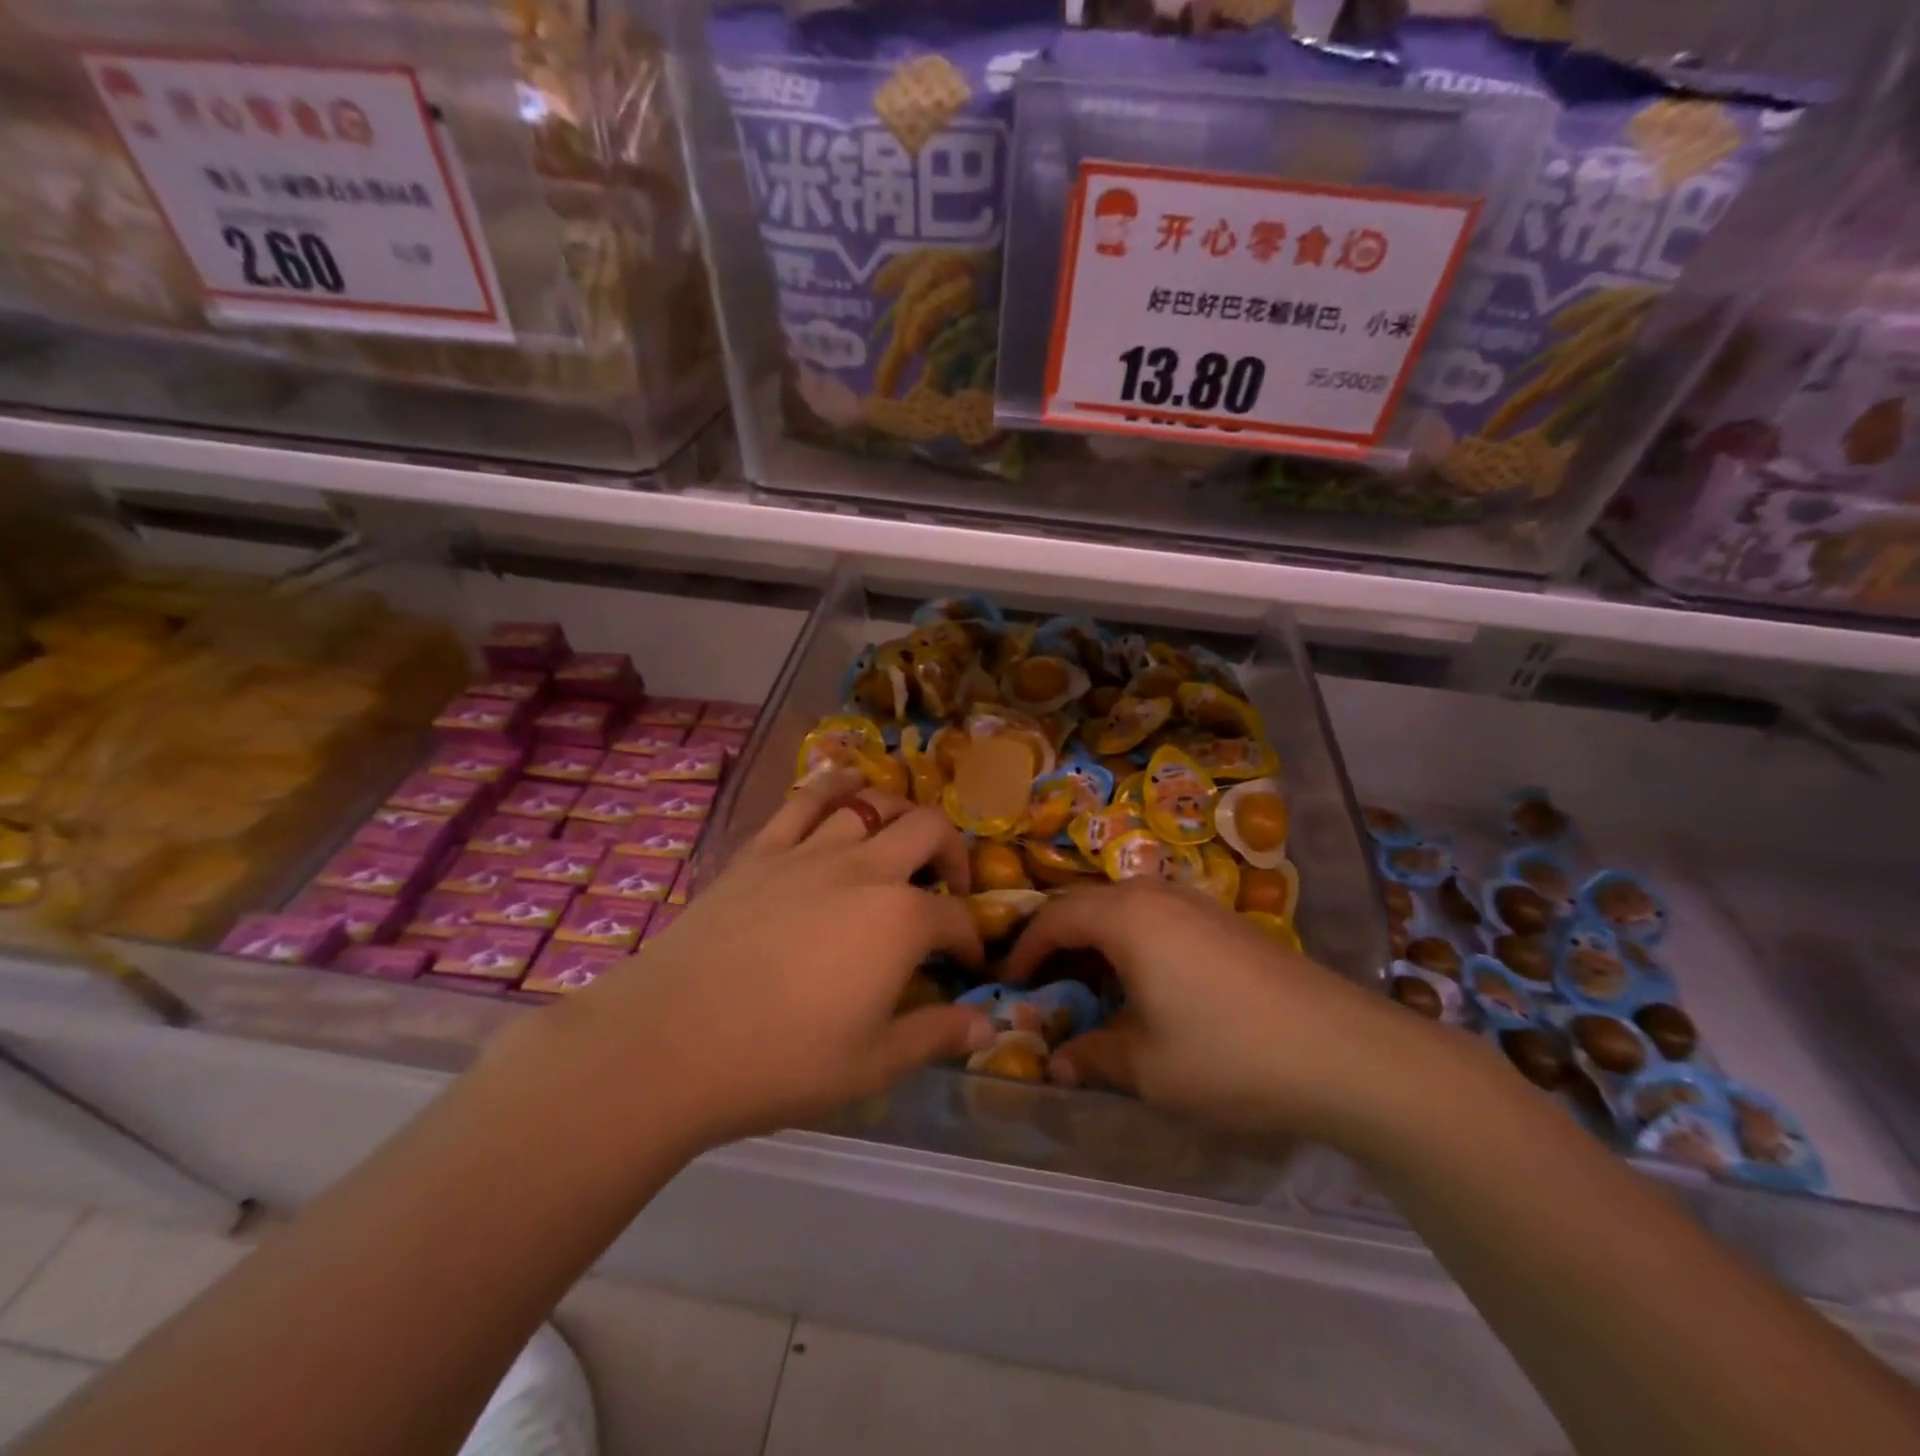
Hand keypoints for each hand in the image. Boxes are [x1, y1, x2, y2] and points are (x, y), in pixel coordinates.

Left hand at [545, 769, 994, 1151]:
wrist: (671, 1042)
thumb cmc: (781, 1060)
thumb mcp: (873, 1064)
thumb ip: (936, 1036)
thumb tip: (987, 1028)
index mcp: (900, 920)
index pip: (956, 917)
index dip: (970, 939)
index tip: (967, 962)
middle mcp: (865, 869)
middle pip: (928, 831)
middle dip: (952, 853)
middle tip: (947, 885)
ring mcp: (809, 852)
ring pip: (871, 804)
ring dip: (900, 812)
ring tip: (901, 836)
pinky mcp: (761, 850)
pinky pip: (805, 800)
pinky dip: (834, 783)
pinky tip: (847, 781)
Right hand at [1004, 882, 1437, 1142]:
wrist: (1345, 1052)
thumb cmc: (1229, 1054)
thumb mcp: (1148, 1068)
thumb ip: (1093, 1057)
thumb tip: (1057, 1063)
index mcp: (1126, 917)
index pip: (1054, 918)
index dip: (1024, 949)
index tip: (1007, 983)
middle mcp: (1156, 895)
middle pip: (1086, 904)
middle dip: (1056, 940)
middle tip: (1041, 983)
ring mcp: (1196, 904)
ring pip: (1123, 908)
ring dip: (1096, 940)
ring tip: (1088, 985)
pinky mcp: (1225, 921)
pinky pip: (1157, 918)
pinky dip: (1132, 942)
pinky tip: (1146, 984)